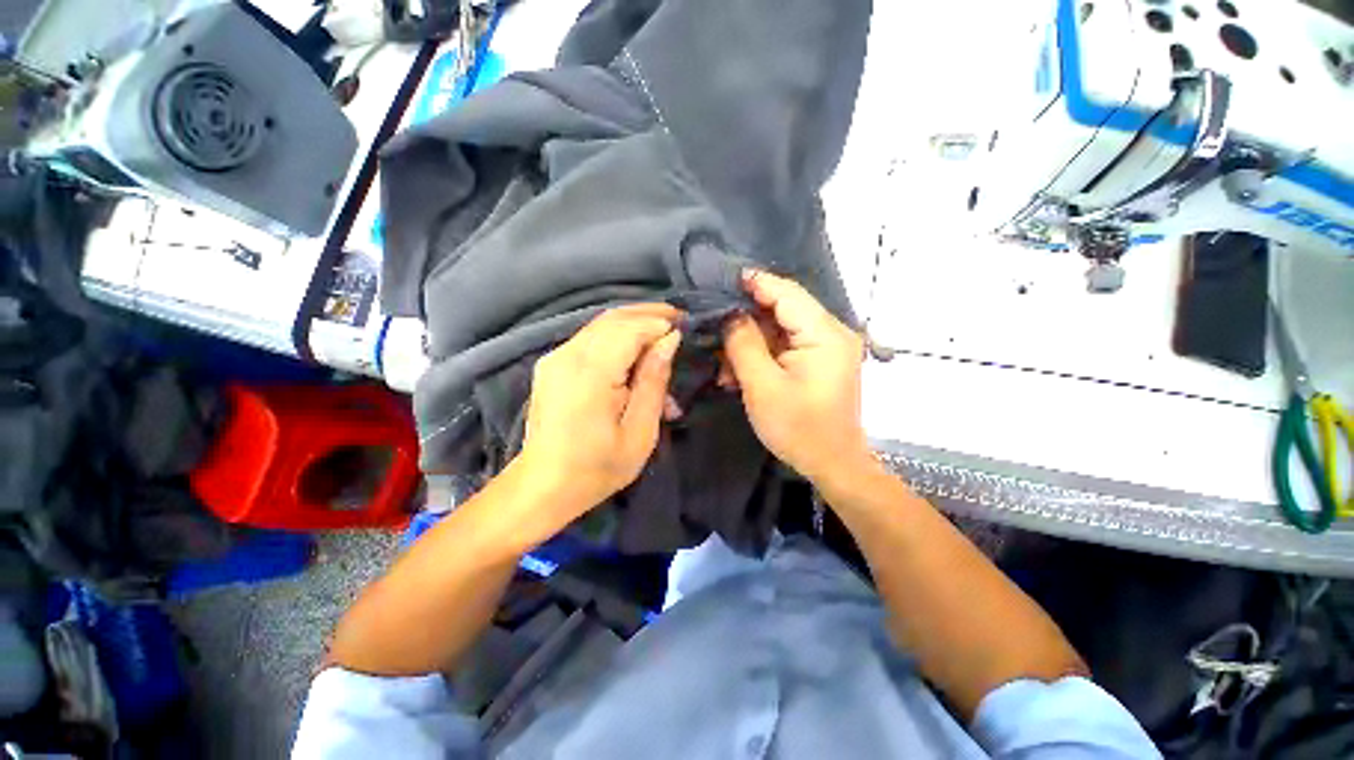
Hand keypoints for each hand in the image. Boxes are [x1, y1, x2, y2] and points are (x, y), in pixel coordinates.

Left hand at [519, 303, 681, 514]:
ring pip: (600, 324)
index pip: (630, 329)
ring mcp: (555, 357)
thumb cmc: (598, 467)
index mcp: (591, 374)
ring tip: (661, 329)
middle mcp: (568, 356)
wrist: (544, 485)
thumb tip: (669, 340)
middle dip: (648, 314)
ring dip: (633, 323)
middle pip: (613, 319)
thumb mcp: (640, 431)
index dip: (659, 323)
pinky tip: (634, 346)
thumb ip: (654, 381)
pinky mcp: (552, 363)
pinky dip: (616, 335)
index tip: (684, 328)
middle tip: (677, 318)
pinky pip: (590, 337)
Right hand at [722, 270, 869, 481]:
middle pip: (783, 309)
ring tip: (724, 363)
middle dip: (746, 319)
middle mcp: (831, 332)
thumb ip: (744, 344)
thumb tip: (730, 313)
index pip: (787, 293)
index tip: (721, 280)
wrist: (832, 465)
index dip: (755, 283)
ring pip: (780, 329)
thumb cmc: (799, 429)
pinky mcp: (818, 360)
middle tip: (714, 328)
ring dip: (750, 342)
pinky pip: (785, 346)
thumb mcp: (763, 386)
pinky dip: (761, 355)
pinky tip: (738, 371)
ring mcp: (826, 347)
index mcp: (825, 334)